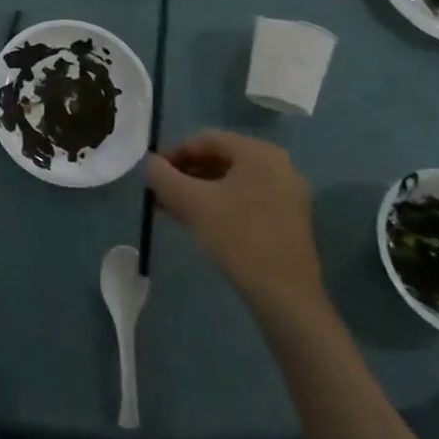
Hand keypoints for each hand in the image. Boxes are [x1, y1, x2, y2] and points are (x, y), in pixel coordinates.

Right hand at [145, 130, 325, 317]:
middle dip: (185, 174)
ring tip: (171, 209)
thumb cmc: (239, 239)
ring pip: (231, 181)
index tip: (153, 173)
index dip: (174, 153)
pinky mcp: (289, 219)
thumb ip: (163, 176)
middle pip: (219, 159)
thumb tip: (150, 164)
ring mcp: (286, 193)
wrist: (287, 299)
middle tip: (160, 192)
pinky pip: (245, 199)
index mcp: (259, 152)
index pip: (206, 139)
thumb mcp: (191, 203)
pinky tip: (197, 222)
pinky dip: (219, 204)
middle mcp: (278, 165)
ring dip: (198, 191)